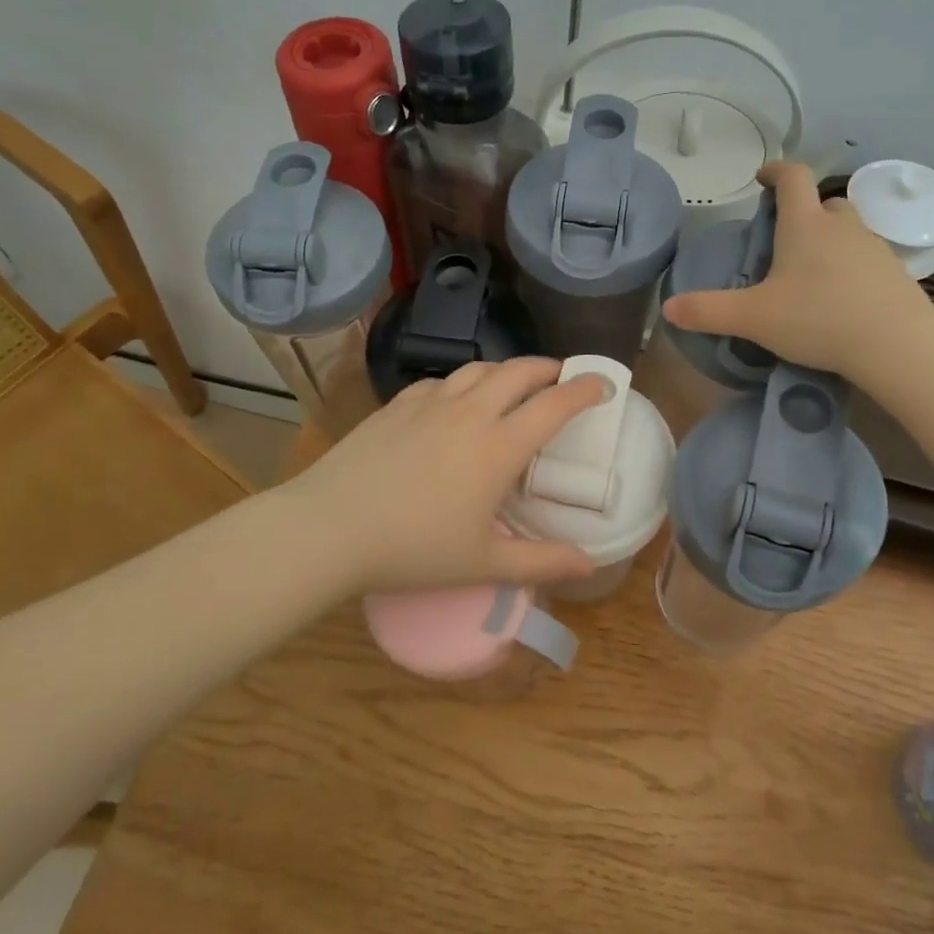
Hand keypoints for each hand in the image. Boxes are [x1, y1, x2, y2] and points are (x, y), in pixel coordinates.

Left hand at [284, 358, 606, 594]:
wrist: (330, 528)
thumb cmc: (413, 550)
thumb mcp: (484, 563)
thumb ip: (542, 562)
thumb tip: (591, 564)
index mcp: (498, 447)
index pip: (554, 405)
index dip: (585, 390)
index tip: (603, 384)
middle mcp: (470, 413)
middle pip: (518, 372)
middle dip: (548, 368)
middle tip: (561, 378)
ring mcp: (430, 403)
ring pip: (479, 370)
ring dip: (505, 371)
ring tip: (513, 385)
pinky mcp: (397, 405)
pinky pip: (440, 382)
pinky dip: (462, 385)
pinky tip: (455, 403)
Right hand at [661, 161, 933, 381]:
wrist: (896, 345)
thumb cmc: (818, 319)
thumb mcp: (753, 318)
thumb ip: (708, 311)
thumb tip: (668, 308)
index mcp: (805, 225)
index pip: (792, 177)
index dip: (776, 171)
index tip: (761, 178)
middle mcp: (842, 226)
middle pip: (824, 202)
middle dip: (804, 211)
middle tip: (785, 238)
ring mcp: (874, 247)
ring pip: (849, 228)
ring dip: (830, 238)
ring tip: (811, 270)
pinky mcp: (896, 273)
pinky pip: (868, 257)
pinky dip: (851, 266)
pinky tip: (841, 296)